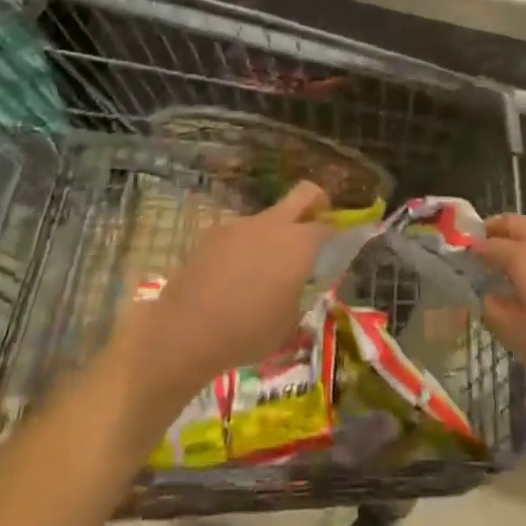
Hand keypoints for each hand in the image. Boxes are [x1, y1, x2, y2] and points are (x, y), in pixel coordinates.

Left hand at [114, 181, 333, 408]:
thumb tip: (305, 282)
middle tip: (315, 229)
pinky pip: (241, 233)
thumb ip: (304, 294)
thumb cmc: (247, 332)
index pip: (330, 225)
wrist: (186, 331)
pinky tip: (233, 278)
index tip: (339, 248)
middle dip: (317, 204)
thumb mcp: (289, 323)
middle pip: (304, 193)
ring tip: (263, 273)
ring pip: (269, 218)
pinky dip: (246, 248)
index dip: (338, 233)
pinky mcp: (215, 233)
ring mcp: (241, 224)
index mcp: (299, 243)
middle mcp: (273, 224)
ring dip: (275, 234)